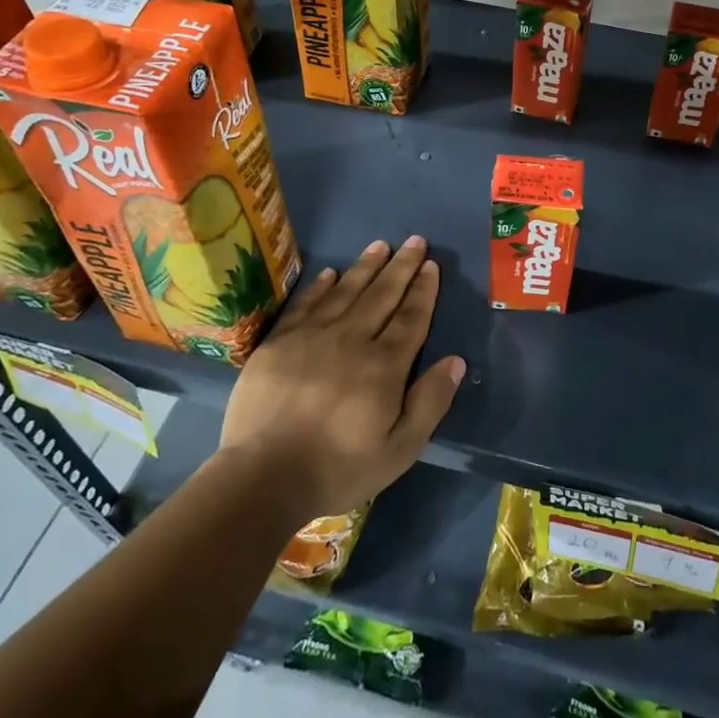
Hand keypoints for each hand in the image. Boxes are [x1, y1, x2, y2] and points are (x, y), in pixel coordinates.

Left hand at [216, 236, 463, 524]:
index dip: (423, 290)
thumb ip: (430, 402)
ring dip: (365, 267)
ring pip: (345, 292)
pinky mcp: (278, 343)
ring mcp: (311, 337)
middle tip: (414, 240)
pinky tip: (330, 273)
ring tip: (380, 245)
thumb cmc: (338, 467)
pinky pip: (305, 304)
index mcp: (384, 365)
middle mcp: (351, 340)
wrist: (263, 477)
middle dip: (401, 267)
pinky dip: (320, 287)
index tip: (431, 265)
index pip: (411, 318)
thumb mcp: (400, 449)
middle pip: (382, 295)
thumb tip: (455, 360)